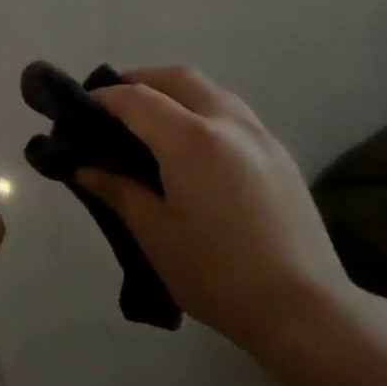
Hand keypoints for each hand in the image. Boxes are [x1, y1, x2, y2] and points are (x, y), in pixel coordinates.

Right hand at [75, 67, 365, 365]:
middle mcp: (228, 122)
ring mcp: (260, 134)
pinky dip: (203, 109)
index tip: (82, 108)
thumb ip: (119, 191)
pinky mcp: (280, 153)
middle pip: (179, 78)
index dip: (106, 98)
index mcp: (191, 139)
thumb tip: (86, 168)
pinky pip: (233, 112)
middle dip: (141, 80)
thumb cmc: (217, 273)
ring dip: (176, 91)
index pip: (138, 99)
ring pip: (211, 90)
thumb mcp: (155, 234)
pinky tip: (193, 145)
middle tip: (114, 106)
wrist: (304, 308)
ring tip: (151, 120)